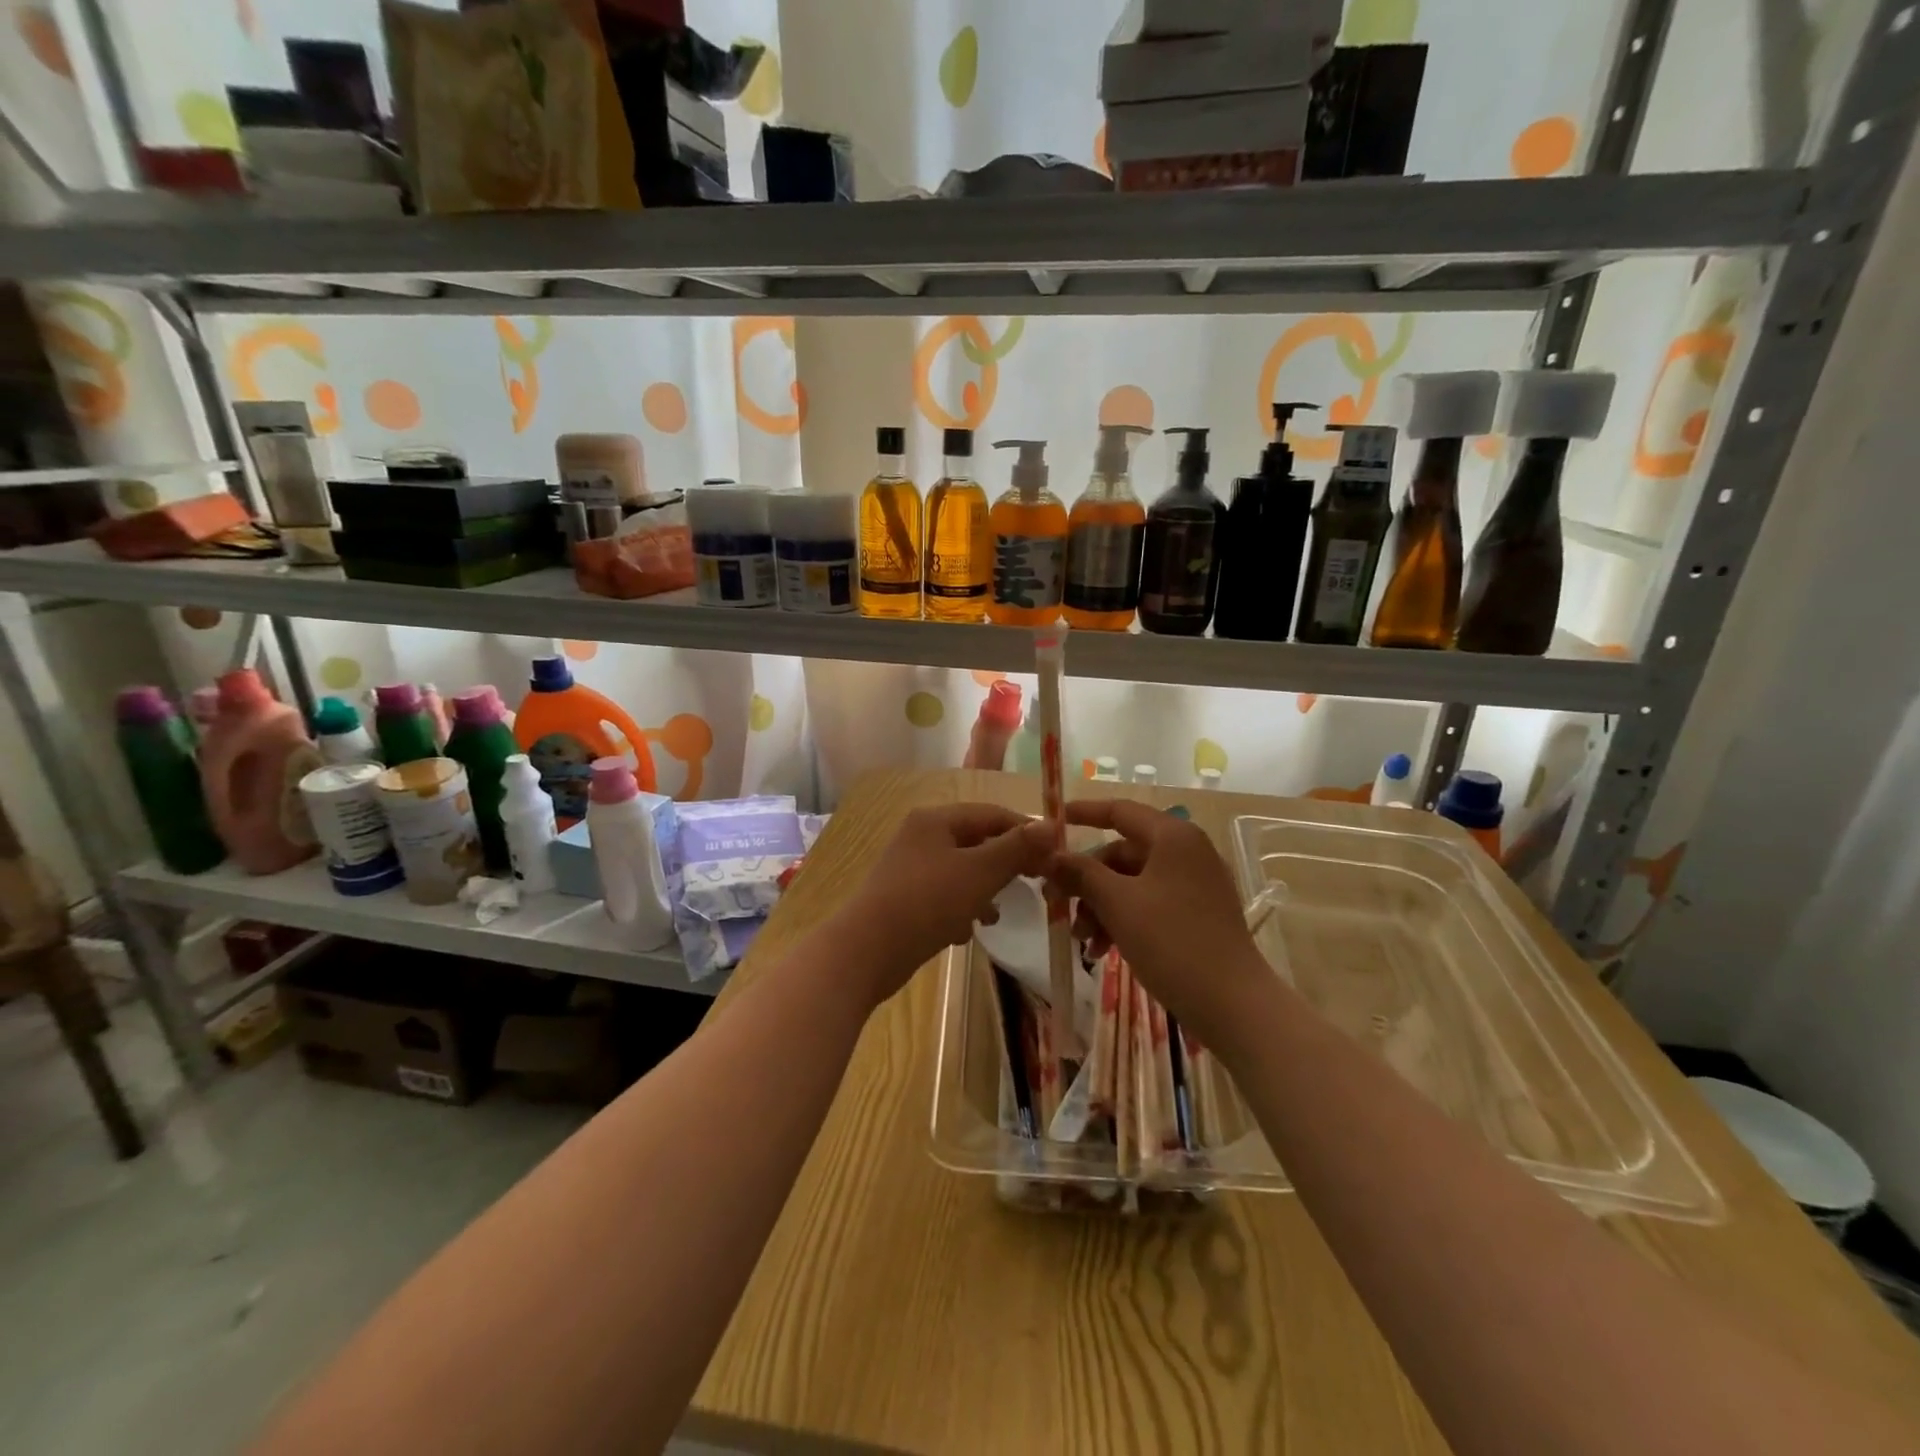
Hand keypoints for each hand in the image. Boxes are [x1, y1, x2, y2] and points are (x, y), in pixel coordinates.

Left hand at [835, 803, 1053, 1004]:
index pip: (992, 814)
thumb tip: (1053, 825)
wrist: (866, 951)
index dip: (1026, 832)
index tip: (1054, 857)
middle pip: (977, 842)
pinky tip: (968, 932)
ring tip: (997, 913)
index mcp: (936, 820)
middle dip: (1005, 864)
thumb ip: (1016, 849)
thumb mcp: (979, 873)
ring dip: (985, 889)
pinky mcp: (904, 900)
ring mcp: (910, 869)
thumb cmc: (927, 902)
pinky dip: (961, 909)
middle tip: (1035, 884)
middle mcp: (921, 837)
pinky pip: (944, 896)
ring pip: (962, 871)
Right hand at [1046, 799, 1272, 1057]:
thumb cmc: (1172, 942)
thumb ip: (1081, 873)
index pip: (1119, 811)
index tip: (1050, 823)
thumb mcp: (1118, 904)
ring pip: (1132, 882)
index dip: (1082, 814)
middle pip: (1122, 853)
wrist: (1233, 1005)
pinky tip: (1102, 950)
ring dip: (1101, 905)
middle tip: (1056, 903)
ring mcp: (1195, 884)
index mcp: (1173, 837)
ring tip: (1083, 940)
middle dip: (1087, 880)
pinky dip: (1123, 919)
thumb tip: (1050, 855)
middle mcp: (1187, 851)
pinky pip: (1150, 903)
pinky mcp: (1198, 913)